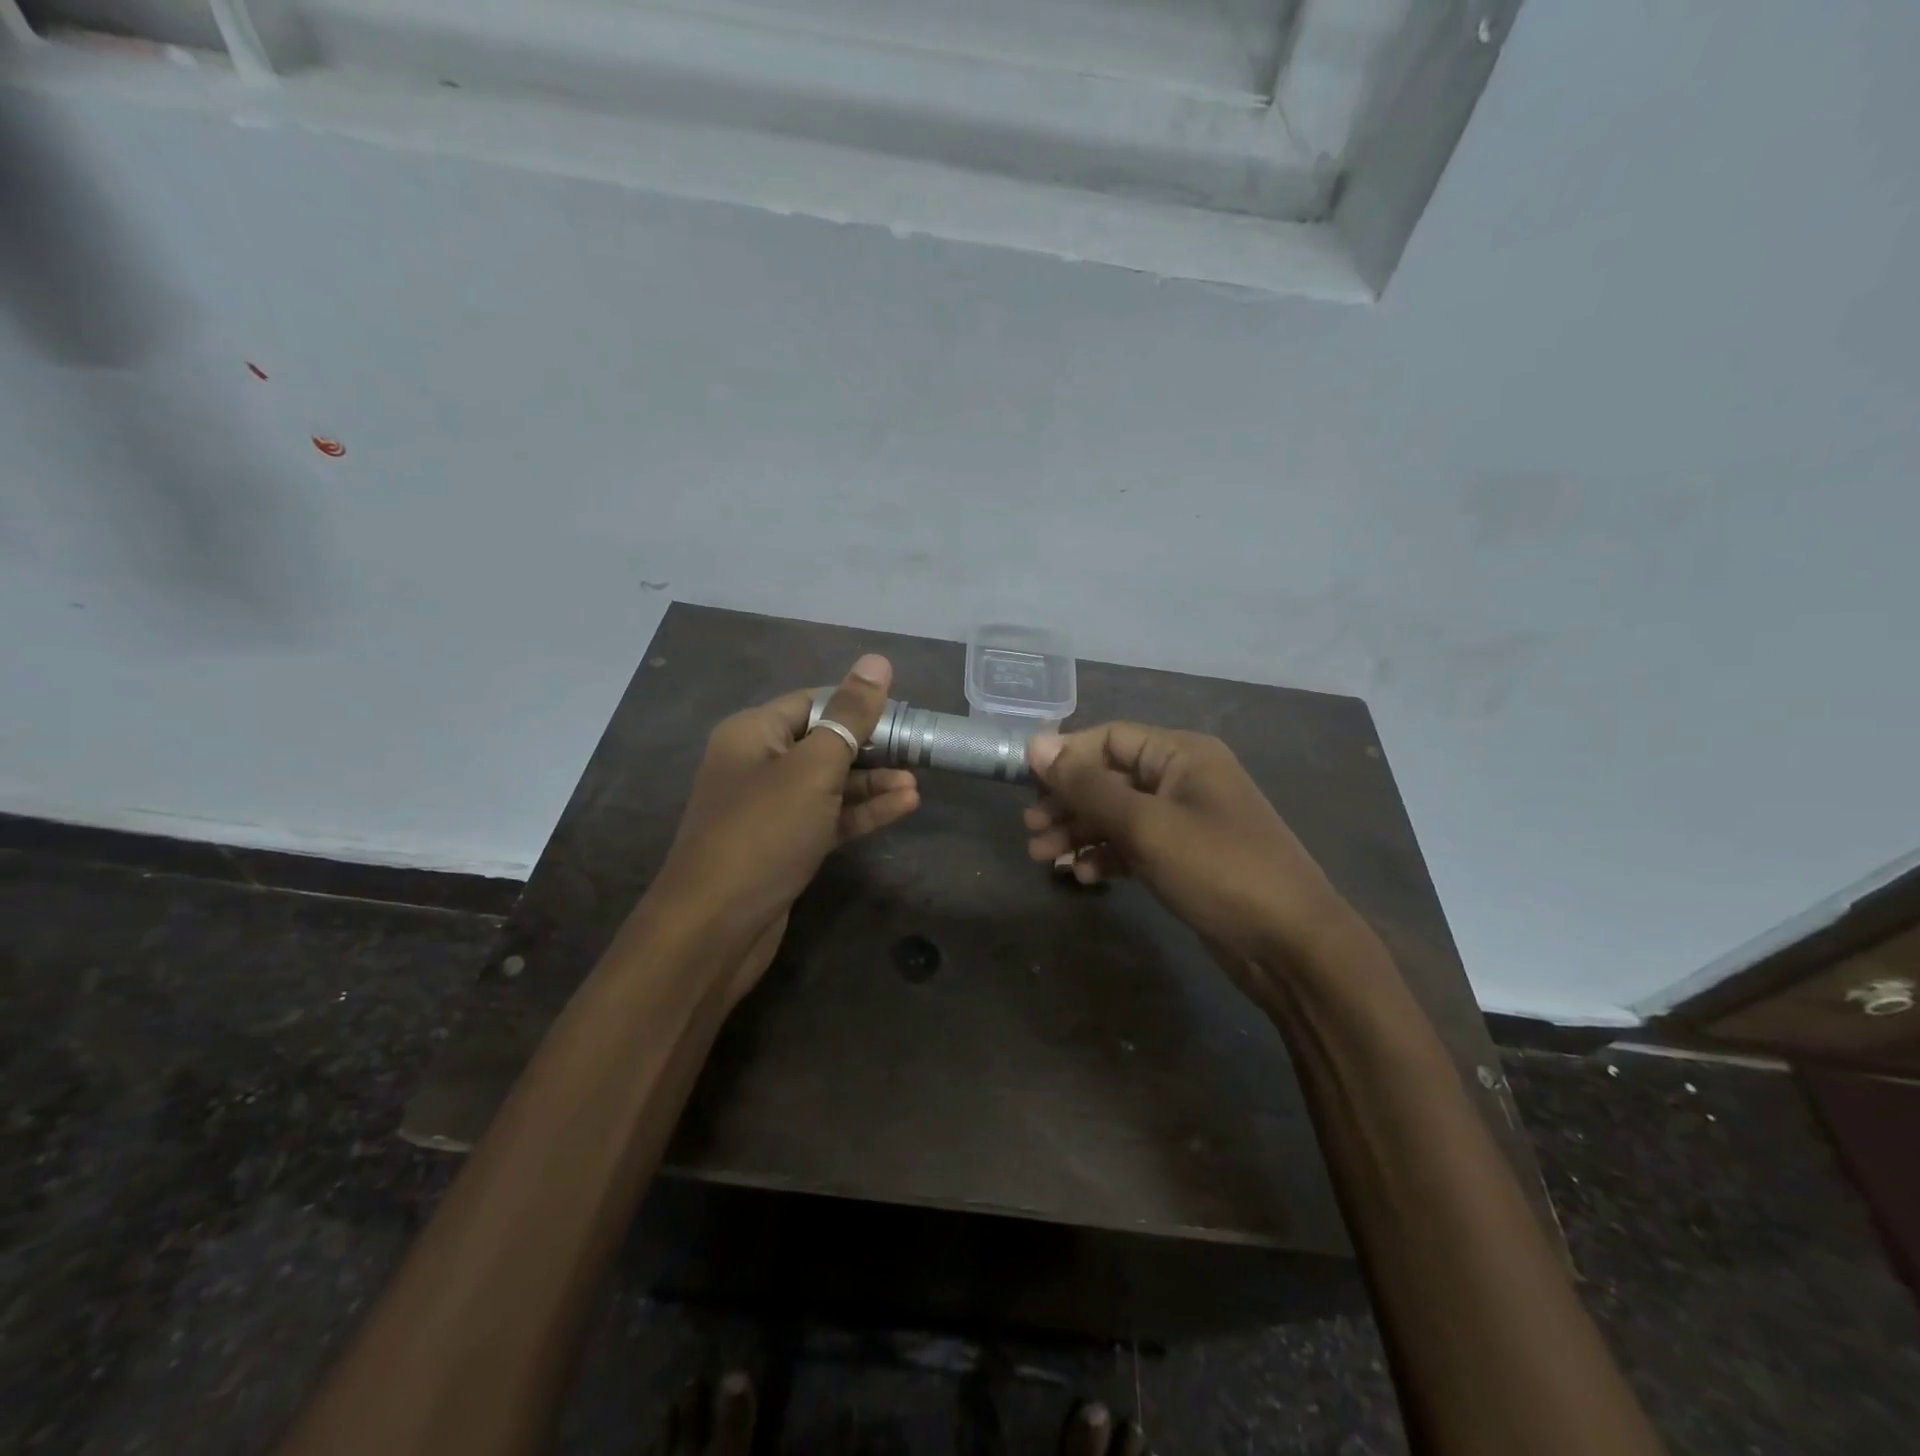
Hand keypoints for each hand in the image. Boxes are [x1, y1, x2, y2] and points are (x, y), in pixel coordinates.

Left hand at [653, 654, 919, 994]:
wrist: (715, 928)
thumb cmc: (763, 833)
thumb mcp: (813, 768)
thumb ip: (850, 716)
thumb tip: (877, 661)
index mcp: (752, 733)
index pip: (813, 702)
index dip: (857, 704)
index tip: (903, 714)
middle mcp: (757, 764)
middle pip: (823, 742)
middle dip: (871, 746)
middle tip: (918, 750)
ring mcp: (770, 809)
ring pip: (829, 783)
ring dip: (872, 782)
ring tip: (917, 783)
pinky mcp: (784, 845)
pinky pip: (828, 817)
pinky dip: (861, 812)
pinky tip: (903, 806)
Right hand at [1023, 723, 1360, 998]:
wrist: (1291, 946)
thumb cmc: (1218, 869)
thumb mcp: (1146, 824)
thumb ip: (1088, 786)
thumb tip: (1036, 745)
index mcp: (1182, 754)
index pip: (1110, 738)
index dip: (1066, 757)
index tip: (1024, 783)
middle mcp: (1183, 780)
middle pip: (1110, 778)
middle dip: (1068, 802)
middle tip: (1030, 829)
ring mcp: (1186, 821)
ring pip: (1119, 815)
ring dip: (1080, 832)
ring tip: (1042, 856)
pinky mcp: (1185, 860)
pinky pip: (1135, 846)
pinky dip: (1107, 857)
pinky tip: (1084, 877)